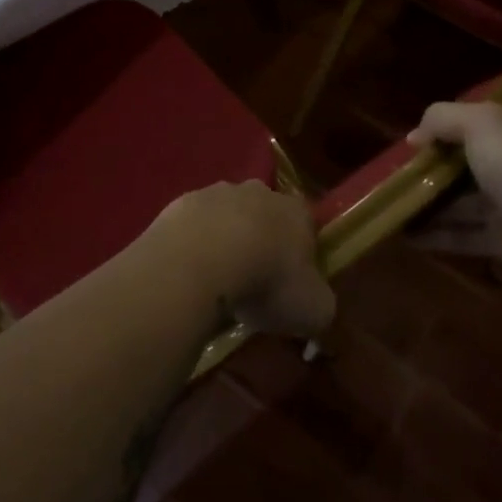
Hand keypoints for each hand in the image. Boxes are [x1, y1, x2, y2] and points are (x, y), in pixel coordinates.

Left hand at [144, 182, 332, 339]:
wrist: (199, 261)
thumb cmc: (267, 282)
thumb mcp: (313, 310)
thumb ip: (321, 306)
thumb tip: (316, 309)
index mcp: (296, 211)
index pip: (306, 225)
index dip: (302, 252)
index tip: (292, 281)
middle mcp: (257, 191)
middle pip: (264, 214)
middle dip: (261, 241)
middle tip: (253, 280)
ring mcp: (215, 193)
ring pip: (225, 216)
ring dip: (224, 240)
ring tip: (217, 280)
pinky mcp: (179, 203)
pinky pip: (192, 226)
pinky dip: (193, 244)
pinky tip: (189, 273)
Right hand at [406, 100, 501, 279]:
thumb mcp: (480, 123)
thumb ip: (442, 119)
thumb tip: (414, 137)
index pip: (477, 126)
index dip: (444, 131)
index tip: (413, 143)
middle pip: (465, 167)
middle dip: (431, 171)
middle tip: (396, 176)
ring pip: (460, 204)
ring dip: (428, 205)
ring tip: (391, 207)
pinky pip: (462, 236)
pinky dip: (435, 236)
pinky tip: (404, 235)